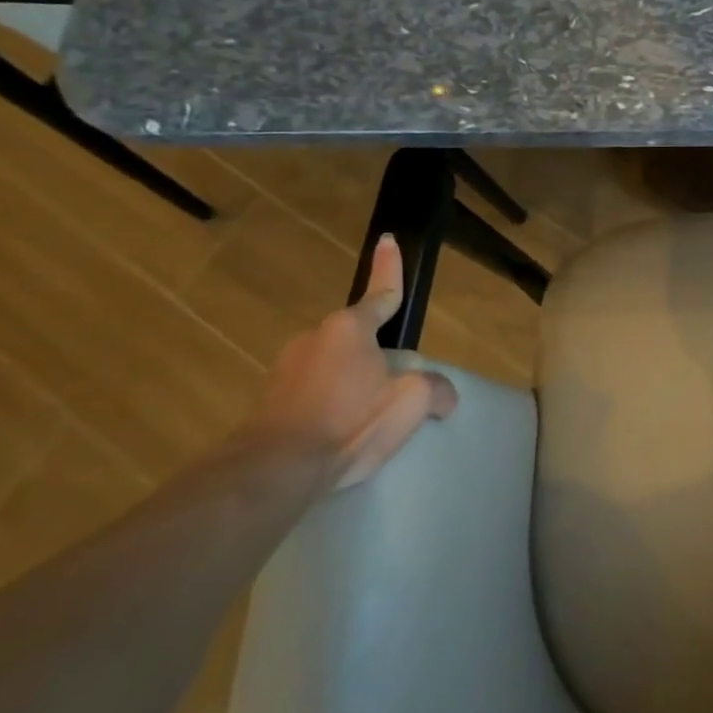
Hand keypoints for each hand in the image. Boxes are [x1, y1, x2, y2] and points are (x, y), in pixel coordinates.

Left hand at [244, 235, 457, 490]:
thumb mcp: (411, 403)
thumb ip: (434, 389)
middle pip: (359, 336)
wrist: (273, 472)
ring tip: (365, 419)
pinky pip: (312, 389)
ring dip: (352, 381)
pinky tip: (337, 434)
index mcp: (351, 328)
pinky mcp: (269, 399)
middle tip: (394, 386)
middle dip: (377, 354)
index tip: (388, 240)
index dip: (390, 267)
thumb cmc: (349, 424)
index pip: (382, 292)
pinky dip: (328, 402)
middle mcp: (315, 337)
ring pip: (334, 364)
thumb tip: (444, 395)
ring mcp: (286, 367)